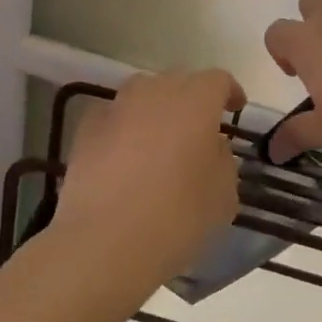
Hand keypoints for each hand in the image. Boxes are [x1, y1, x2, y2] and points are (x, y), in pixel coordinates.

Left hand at [53, 70, 246, 299]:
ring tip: (160, 136)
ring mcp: (117, 108)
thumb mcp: (224, 195)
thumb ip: (223, 160)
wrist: (106, 241)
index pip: (217, 80)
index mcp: (196, 102)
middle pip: (179, 80)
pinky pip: (113, 115)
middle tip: (199, 126)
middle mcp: (156, 93)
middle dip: (192, 97)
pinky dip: (124, 125)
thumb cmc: (177, 217)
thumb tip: (212, 147)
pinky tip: (125, 152)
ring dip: (156, 106)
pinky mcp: (86, 129)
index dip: (229, 92)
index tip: (234, 109)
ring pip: (142, 92)